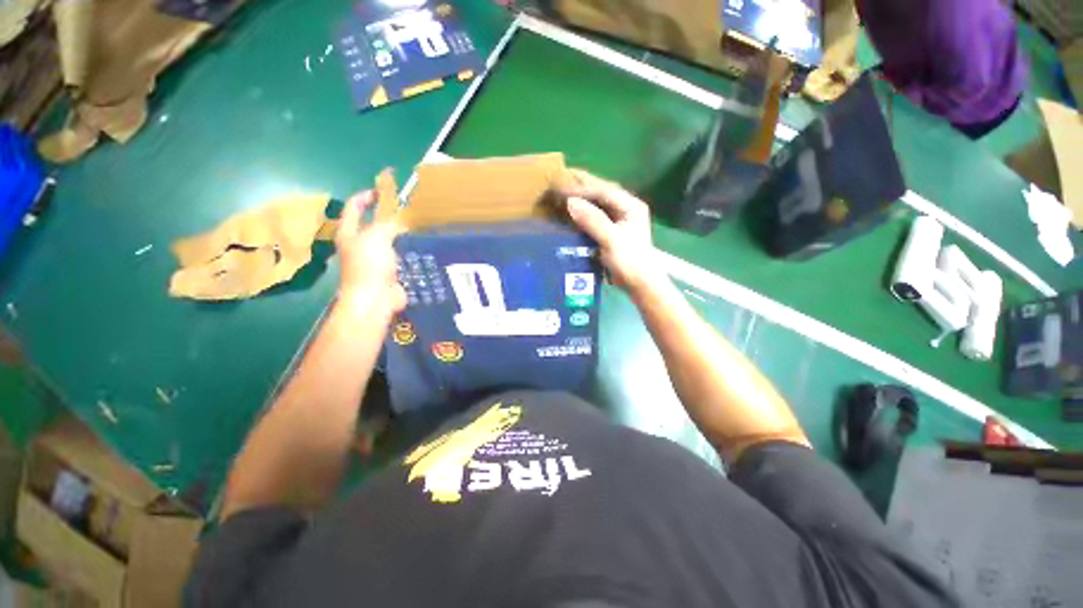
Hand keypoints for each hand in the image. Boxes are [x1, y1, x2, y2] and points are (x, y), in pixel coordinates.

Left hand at [334, 190, 406, 318]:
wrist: (376, 298)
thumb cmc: (370, 265)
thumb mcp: (377, 236)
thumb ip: (388, 223)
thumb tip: (399, 220)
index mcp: (349, 232)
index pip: (354, 207)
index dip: (366, 196)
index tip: (383, 190)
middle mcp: (360, 244)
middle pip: (372, 223)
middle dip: (387, 215)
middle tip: (406, 209)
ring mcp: (375, 258)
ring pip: (388, 240)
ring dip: (400, 234)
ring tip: (416, 226)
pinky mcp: (389, 270)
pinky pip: (400, 255)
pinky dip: (408, 250)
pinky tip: (420, 246)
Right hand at [563, 170, 665, 296]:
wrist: (640, 284)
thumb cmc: (629, 261)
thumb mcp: (611, 240)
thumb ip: (592, 220)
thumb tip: (570, 202)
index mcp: (631, 206)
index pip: (604, 191)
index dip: (582, 188)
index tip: (561, 187)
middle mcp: (626, 208)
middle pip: (602, 193)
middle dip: (582, 186)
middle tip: (561, 179)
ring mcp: (620, 220)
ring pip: (598, 204)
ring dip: (582, 198)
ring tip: (563, 192)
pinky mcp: (613, 231)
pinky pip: (596, 217)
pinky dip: (584, 213)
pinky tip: (573, 212)